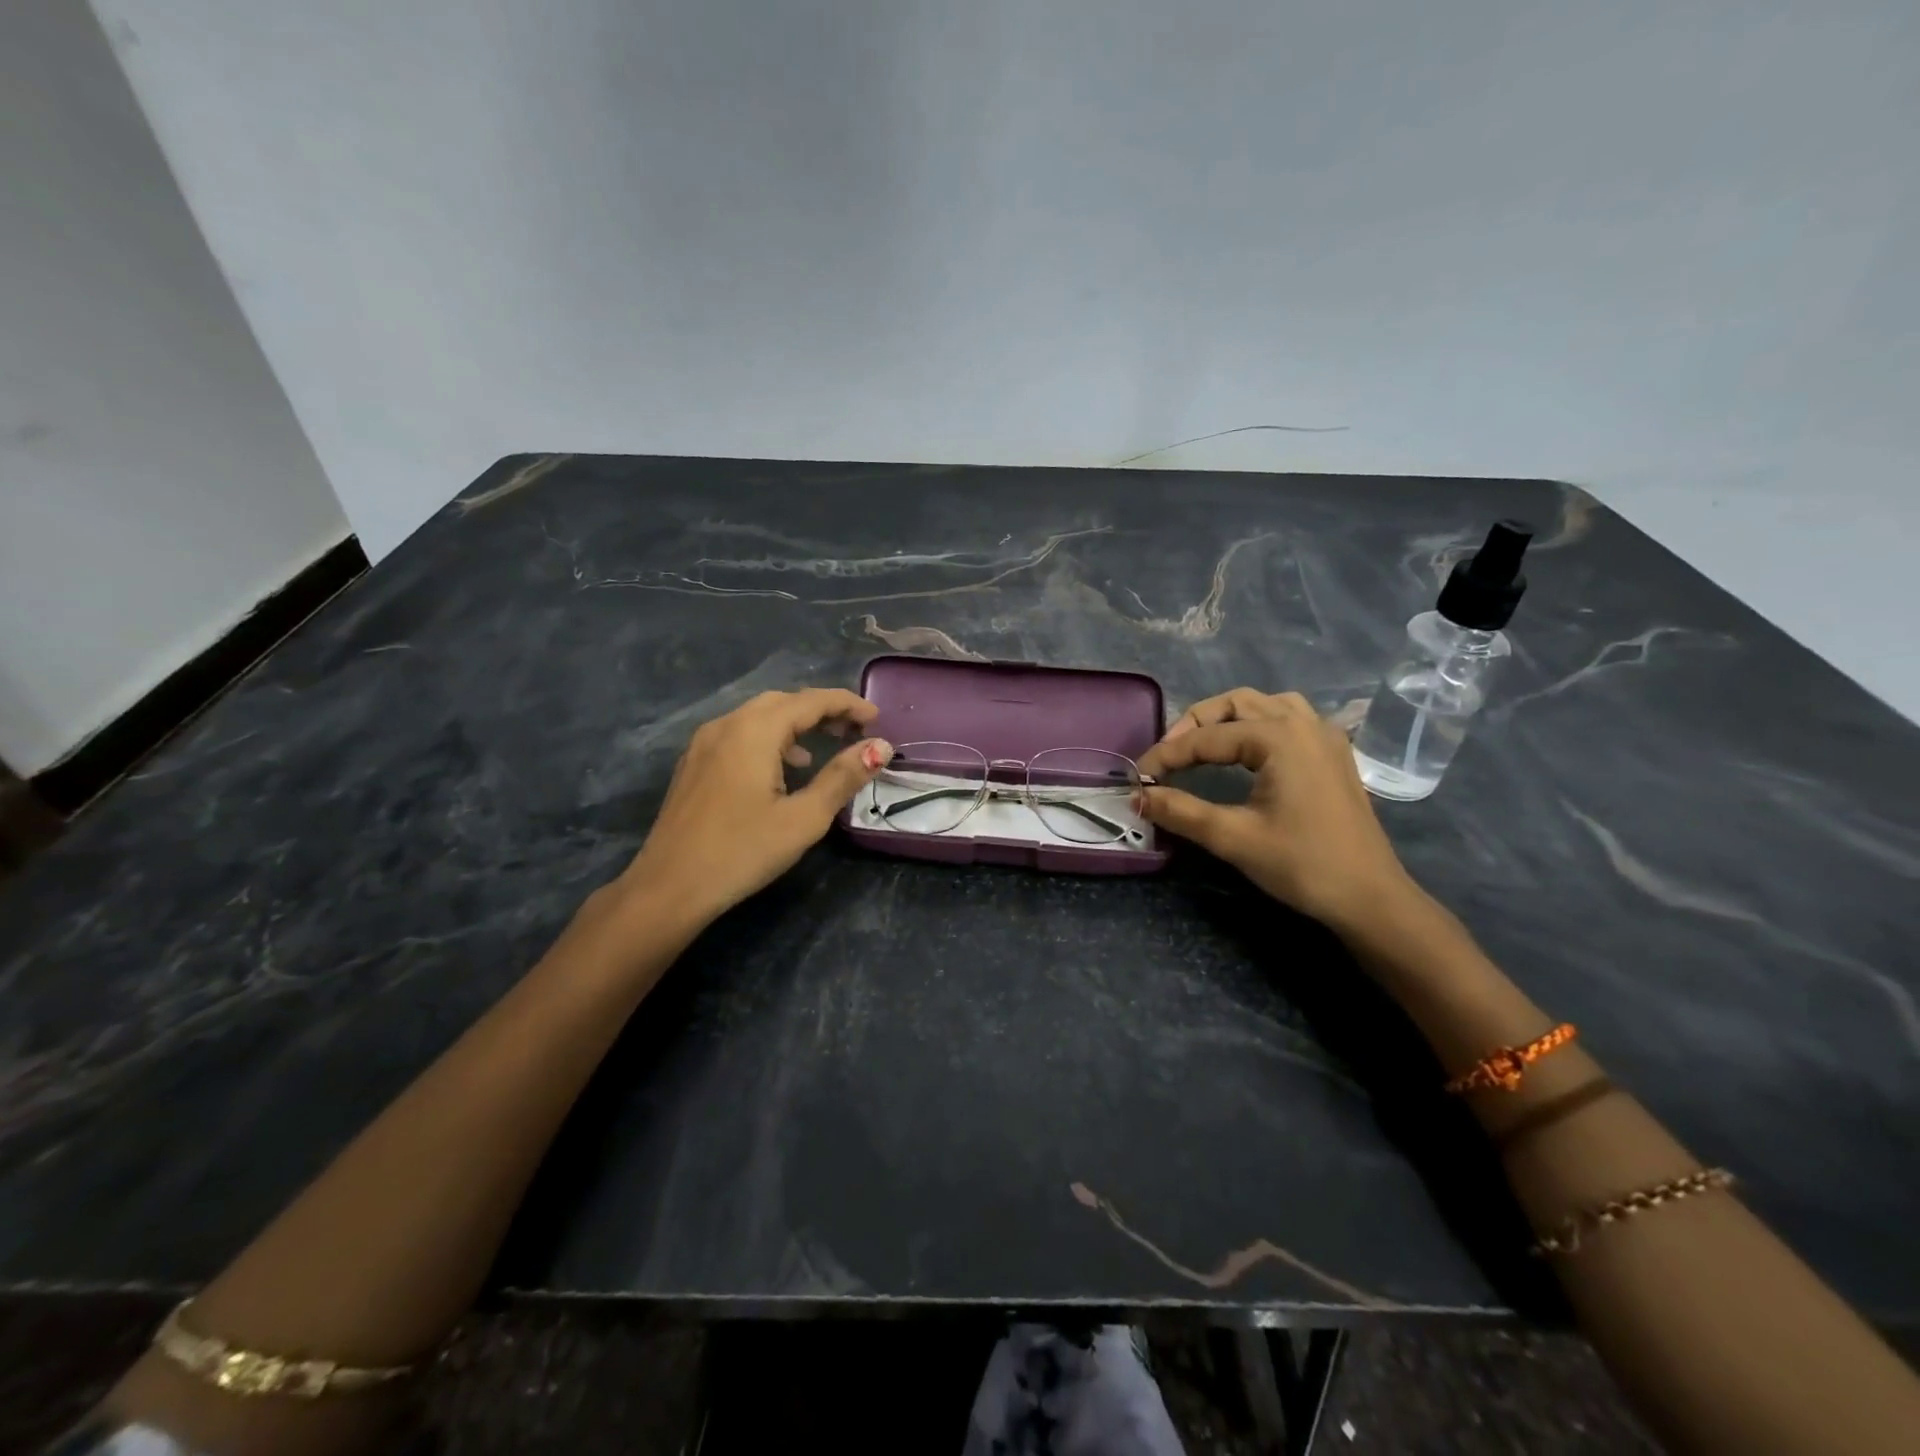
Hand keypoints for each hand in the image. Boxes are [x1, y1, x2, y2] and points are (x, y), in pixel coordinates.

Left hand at [619, 688, 892, 925]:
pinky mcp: (694, 763)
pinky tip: (782, 768)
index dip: (847, 704)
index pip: (810, 701)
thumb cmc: (742, 851)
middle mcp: (726, 725)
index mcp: (754, 731)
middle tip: (854, 730)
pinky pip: (739, 734)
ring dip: (795, 723)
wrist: (669, 887)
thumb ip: (843, 777)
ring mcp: (704, 743)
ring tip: (823, 747)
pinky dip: (770, 738)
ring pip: (758, 716)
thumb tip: (880, 747)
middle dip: (821, 710)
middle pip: (783, 702)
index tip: (877, 717)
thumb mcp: (803, 818)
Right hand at [1138, 688, 1417, 931]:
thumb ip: (1180, 811)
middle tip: (1167, 756)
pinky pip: (1289, 719)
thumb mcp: (1233, 837)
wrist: (1370, 897)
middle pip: (1236, 704)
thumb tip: (1137, 796)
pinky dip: (1258, 724)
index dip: (1167, 756)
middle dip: (1195, 725)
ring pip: (1265, 704)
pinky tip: (1247, 750)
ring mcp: (1324, 736)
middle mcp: (1303, 723)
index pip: (1207, 738)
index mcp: (1279, 737)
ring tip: (1202, 745)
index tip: (1138, 777)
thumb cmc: (1302, 864)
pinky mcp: (1333, 754)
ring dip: (1228, 718)